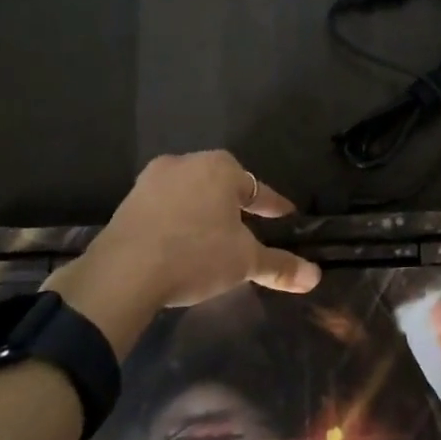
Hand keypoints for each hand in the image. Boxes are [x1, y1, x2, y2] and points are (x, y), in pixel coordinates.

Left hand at [50, 151, 320, 357]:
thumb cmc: (195, 255)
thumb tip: (316, 276)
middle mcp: (186, 163)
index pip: (257, 188)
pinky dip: (178, 219)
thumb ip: (280, 266)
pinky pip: (165, 206)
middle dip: (235, 202)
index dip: (273, 205)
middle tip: (249, 222)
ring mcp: (152, 180)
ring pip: (190, 191)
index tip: (285, 214)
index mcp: (220, 168)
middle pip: (221, 183)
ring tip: (214, 232)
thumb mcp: (244, 262)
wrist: (124, 272)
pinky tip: (180, 239)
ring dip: (204, 209)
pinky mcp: (128, 201)